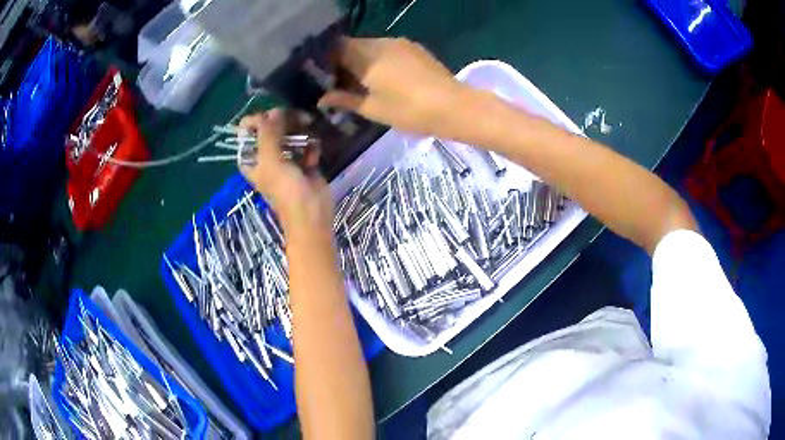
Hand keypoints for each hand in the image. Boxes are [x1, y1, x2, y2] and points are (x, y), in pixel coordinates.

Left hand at [239, 109, 332, 231]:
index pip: (248, 129)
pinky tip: (315, 150)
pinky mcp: (304, 161)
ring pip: (290, 132)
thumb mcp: (271, 161)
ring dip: (300, 128)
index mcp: (251, 158)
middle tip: (298, 118)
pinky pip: (306, 143)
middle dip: (284, 120)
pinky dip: (311, 144)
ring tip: (310, 126)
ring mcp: (286, 158)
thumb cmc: (286, 191)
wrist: (312, 214)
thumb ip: (268, 133)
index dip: (259, 119)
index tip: (274, 118)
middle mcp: (266, 156)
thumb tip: (275, 111)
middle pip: (271, 127)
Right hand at [320, 37, 467, 136]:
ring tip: (363, 82)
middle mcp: (381, 43)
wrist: (454, 106)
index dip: (325, 60)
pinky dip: (379, 59)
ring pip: (370, 46)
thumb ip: (345, 99)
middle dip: (343, 61)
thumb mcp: (373, 109)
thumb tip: (322, 99)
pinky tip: (384, 76)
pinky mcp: (414, 48)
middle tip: (341, 83)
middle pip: (352, 45)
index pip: (335, 47)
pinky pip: (387, 48)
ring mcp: (400, 43)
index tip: (323, 76)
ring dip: (362, 60)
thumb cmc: (409, 111)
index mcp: (366, 56)